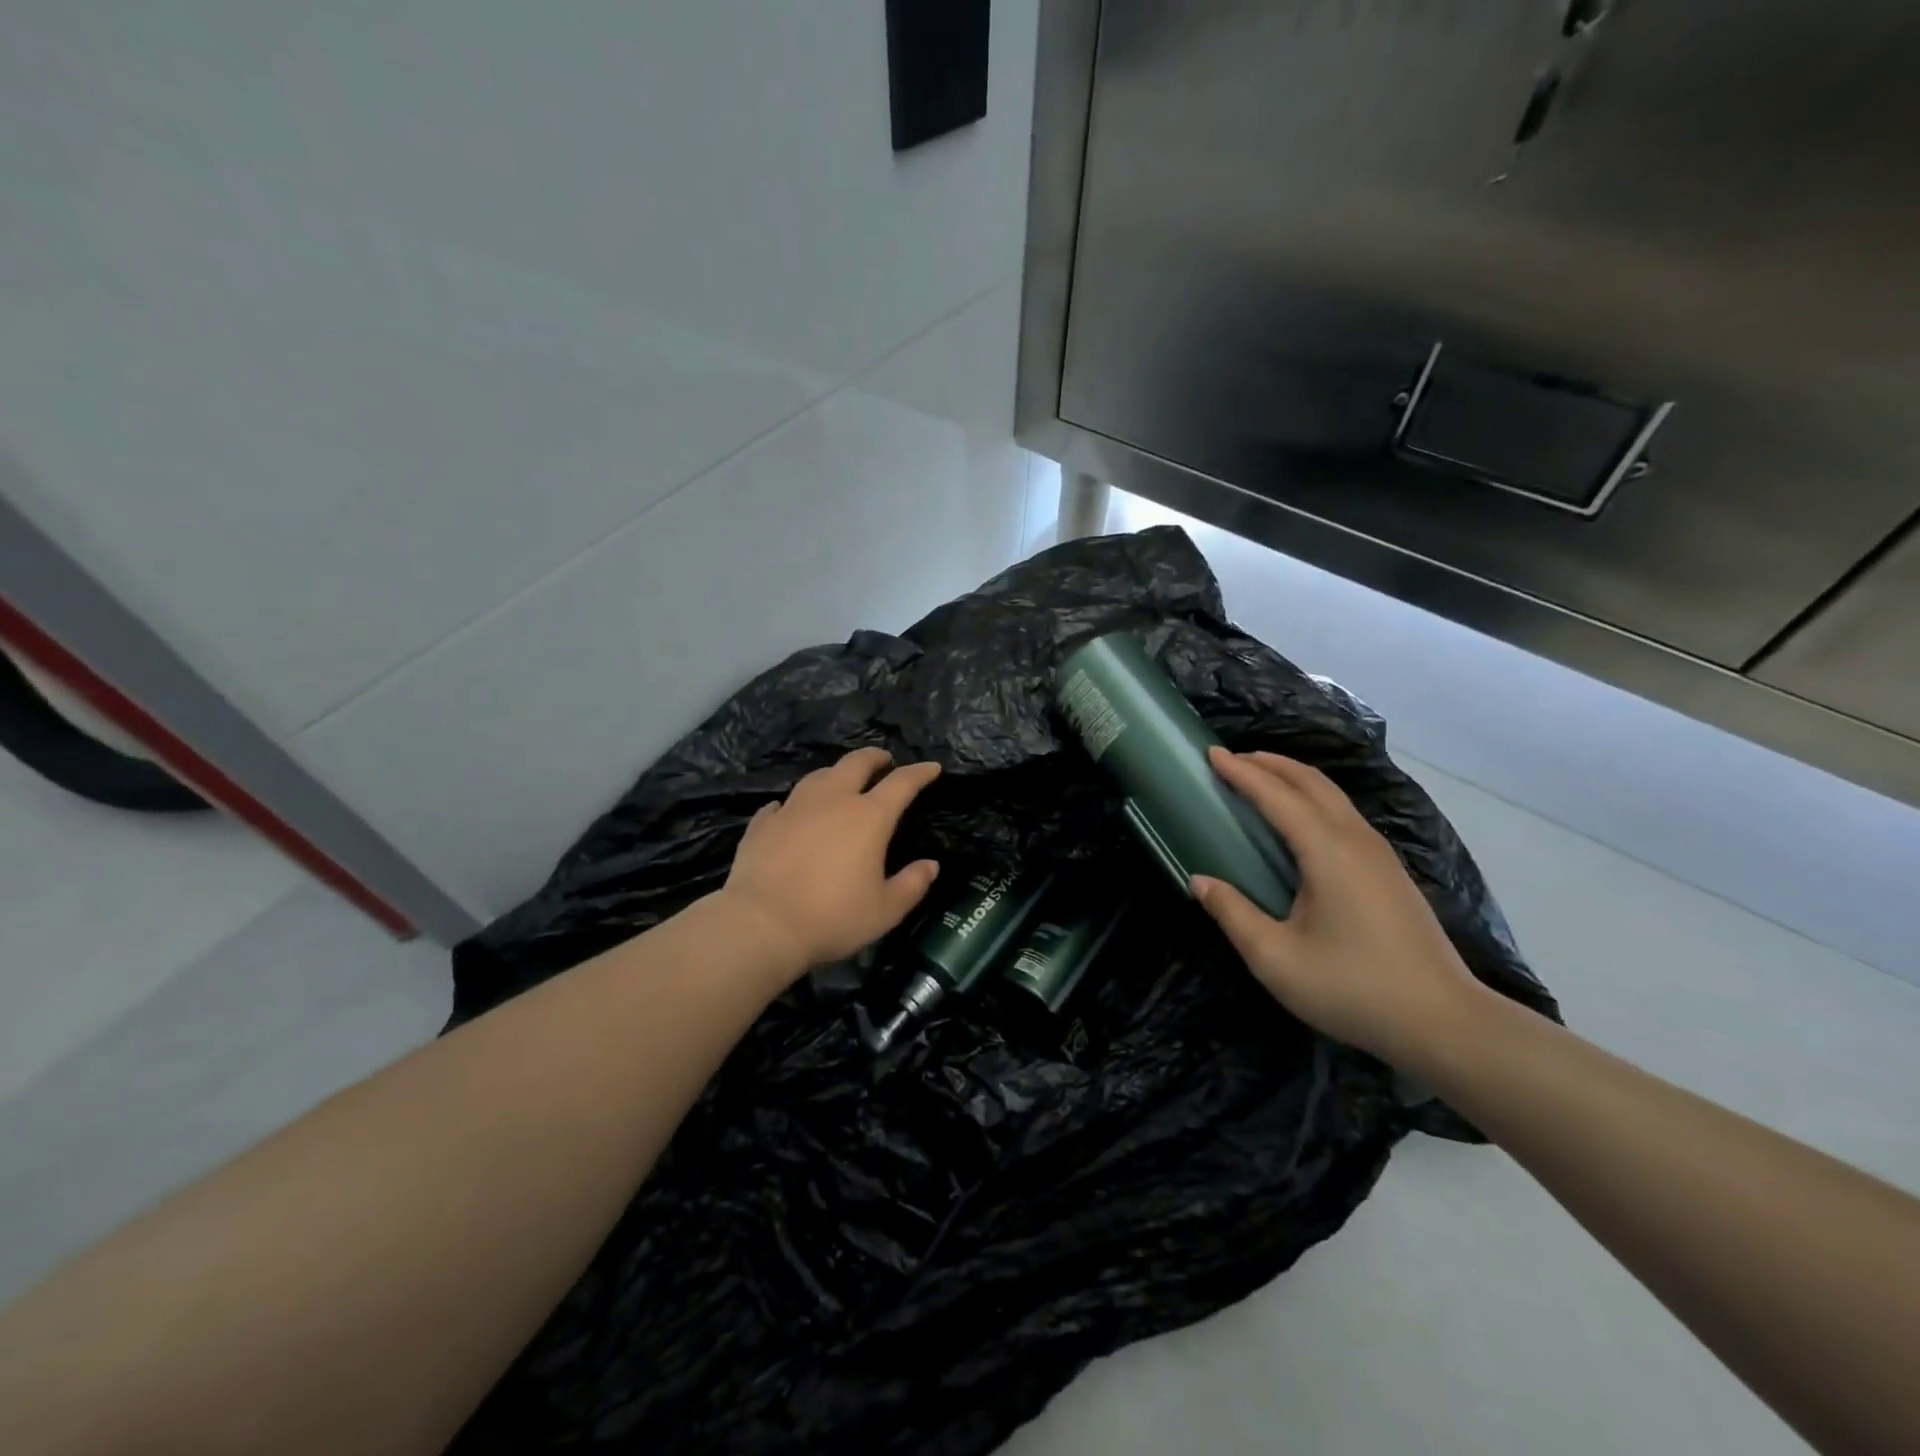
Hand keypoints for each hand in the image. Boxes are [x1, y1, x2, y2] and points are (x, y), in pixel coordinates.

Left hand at [718, 747, 941, 974]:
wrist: (761, 925)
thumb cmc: (832, 917)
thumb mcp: (885, 910)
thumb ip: (912, 885)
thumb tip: (930, 865)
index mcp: (869, 817)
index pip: (902, 783)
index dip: (920, 772)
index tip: (932, 767)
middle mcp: (832, 801)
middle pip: (856, 763)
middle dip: (874, 757)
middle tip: (884, 761)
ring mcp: (793, 808)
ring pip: (818, 776)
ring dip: (836, 773)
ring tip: (841, 781)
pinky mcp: (763, 823)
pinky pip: (782, 804)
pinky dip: (795, 804)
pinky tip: (791, 811)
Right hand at [1191, 747, 1488, 1068]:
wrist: (1443, 1023)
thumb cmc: (1352, 988)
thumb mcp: (1275, 959)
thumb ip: (1233, 914)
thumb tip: (1200, 881)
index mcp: (1328, 853)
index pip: (1277, 796)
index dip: (1242, 772)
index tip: (1210, 753)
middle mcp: (1356, 840)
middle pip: (1311, 782)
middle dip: (1269, 763)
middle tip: (1231, 759)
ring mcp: (1380, 854)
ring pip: (1333, 795)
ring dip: (1293, 778)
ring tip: (1260, 778)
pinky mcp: (1390, 871)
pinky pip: (1344, 814)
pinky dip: (1313, 798)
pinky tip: (1300, 819)